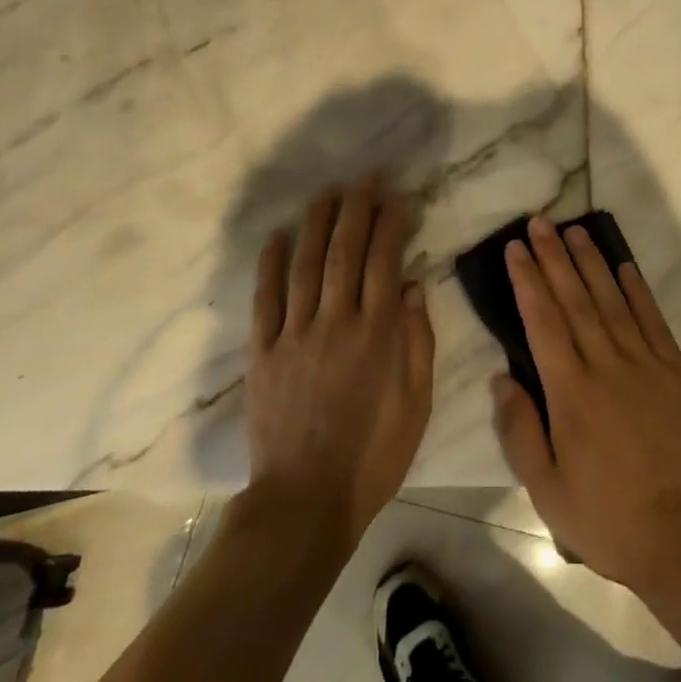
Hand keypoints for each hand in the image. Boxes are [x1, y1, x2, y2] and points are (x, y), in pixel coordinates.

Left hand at [246, 179, 434, 540]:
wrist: (304, 504)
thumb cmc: (372, 457)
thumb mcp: (416, 404)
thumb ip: (418, 342)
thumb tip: (414, 285)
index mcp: (376, 333)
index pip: (384, 260)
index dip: (390, 223)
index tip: (396, 196)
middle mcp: (335, 322)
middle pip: (344, 251)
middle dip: (356, 208)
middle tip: (364, 177)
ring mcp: (295, 334)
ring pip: (306, 264)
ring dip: (317, 223)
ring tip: (326, 192)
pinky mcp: (263, 352)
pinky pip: (265, 298)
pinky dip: (270, 263)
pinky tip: (277, 236)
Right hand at [491, 216, 680, 597]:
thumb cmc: (608, 518)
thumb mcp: (547, 491)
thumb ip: (519, 431)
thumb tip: (500, 377)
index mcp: (570, 392)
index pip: (542, 321)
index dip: (527, 280)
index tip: (516, 248)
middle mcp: (606, 365)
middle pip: (574, 299)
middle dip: (553, 257)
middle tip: (539, 221)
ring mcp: (645, 364)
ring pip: (612, 300)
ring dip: (591, 262)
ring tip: (574, 231)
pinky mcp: (676, 372)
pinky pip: (653, 321)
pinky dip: (637, 290)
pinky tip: (625, 266)